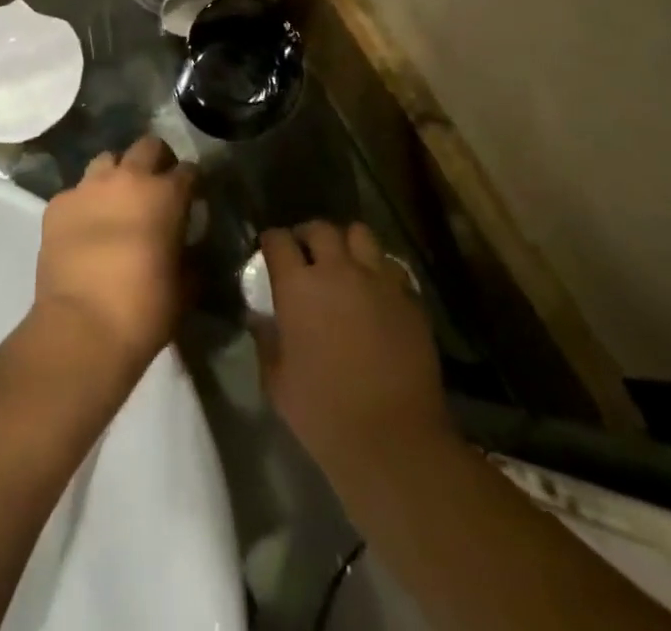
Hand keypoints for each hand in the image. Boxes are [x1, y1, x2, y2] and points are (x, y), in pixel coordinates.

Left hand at [32, 138, 196, 375]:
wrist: (82, 327)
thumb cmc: (144, 308)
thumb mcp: (185, 287)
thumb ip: (190, 257)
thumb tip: (189, 250)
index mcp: (165, 194)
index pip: (188, 170)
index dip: (192, 183)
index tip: (191, 197)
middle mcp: (127, 178)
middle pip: (147, 146)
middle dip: (156, 160)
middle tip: (156, 186)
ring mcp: (88, 187)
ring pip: (106, 160)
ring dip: (116, 175)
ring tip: (116, 201)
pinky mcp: (57, 204)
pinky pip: (75, 192)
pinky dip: (84, 204)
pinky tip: (84, 228)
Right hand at [253, 222, 454, 491]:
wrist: (394, 441)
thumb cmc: (324, 414)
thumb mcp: (277, 382)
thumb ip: (266, 340)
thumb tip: (260, 318)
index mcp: (298, 286)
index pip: (278, 240)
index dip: (271, 242)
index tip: (270, 252)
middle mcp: (337, 270)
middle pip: (320, 228)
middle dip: (309, 236)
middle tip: (306, 255)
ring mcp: (378, 281)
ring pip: (360, 235)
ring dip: (348, 244)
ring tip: (345, 265)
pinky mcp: (409, 299)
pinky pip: (391, 267)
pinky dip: (378, 272)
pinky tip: (375, 293)